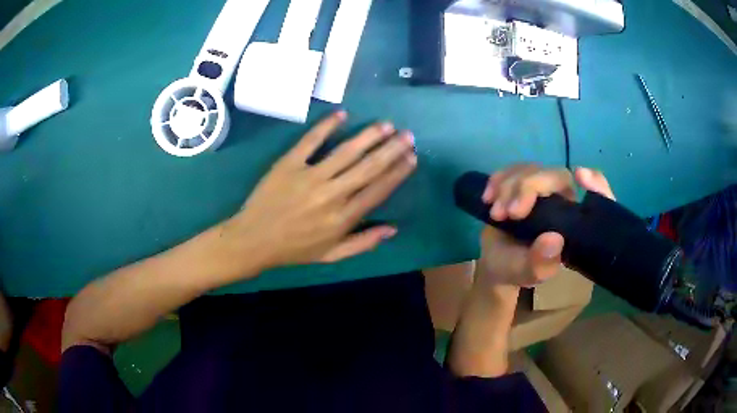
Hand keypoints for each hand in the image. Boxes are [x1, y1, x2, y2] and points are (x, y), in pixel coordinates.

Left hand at [224, 111, 416, 267]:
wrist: (253, 240)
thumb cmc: (294, 249)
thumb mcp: (331, 255)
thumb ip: (363, 243)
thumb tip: (393, 229)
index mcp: (343, 218)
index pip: (377, 190)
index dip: (397, 173)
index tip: (412, 157)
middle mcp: (331, 195)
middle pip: (368, 167)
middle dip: (391, 149)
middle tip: (408, 134)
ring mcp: (309, 176)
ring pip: (346, 152)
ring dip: (369, 136)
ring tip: (386, 125)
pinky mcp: (288, 164)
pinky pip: (310, 141)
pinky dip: (326, 126)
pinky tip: (343, 114)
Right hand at [476, 164, 614, 287]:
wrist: (496, 263)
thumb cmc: (517, 270)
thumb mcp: (528, 274)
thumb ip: (541, 264)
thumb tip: (554, 239)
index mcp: (574, 222)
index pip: (596, 195)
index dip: (595, 183)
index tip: (580, 177)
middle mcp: (563, 200)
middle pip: (555, 175)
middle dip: (529, 187)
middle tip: (508, 213)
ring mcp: (541, 189)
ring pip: (531, 169)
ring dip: (509, 186)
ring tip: (495, 213)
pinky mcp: (521, 183)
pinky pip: (512, 169)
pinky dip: (498, 179)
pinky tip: (487, 197)